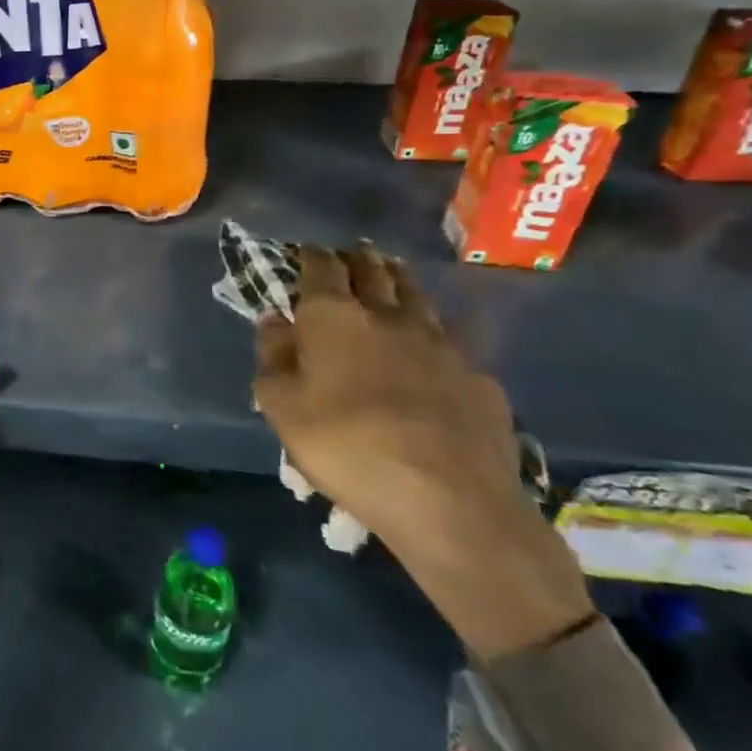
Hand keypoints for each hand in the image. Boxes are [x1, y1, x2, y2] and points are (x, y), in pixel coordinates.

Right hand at [253, 242, 592, 658]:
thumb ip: (273, 357)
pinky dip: (435, 332)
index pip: (321, 267)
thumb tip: (274, 321)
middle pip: (375, 271)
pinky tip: (434, 346)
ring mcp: (440, 343)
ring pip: (418, 296)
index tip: (306, 251)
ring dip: (400, 281)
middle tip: (351, 254)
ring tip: (393, 275)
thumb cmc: (345, 446)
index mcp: (334, 317)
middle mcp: (388, 316)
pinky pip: (451, 340)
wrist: (449, 499)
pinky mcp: (478, 376)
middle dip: (358, 259)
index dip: (311, 255)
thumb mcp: (281, 407)